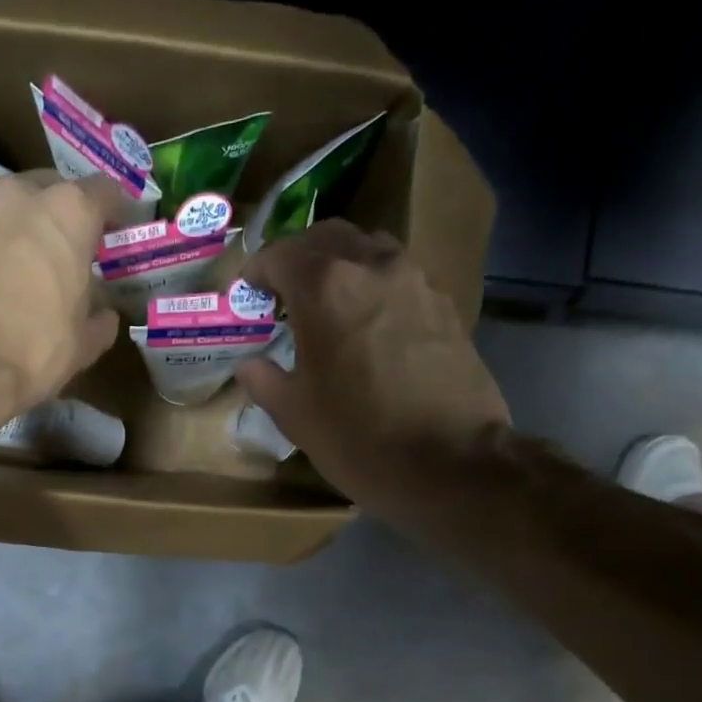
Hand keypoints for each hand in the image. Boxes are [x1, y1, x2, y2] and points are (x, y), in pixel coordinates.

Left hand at [0, 171, 123, 423]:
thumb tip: (103, 314)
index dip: (112, 211)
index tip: (112, 230)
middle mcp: (15, 195)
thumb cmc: (32, 352)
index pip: (103, 191)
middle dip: (52, 216)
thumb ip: (100, 318)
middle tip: (52, 252)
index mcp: (67, 214)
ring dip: (2, 231)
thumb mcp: (83, 345)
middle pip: (43, 190)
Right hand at [234, 220, 509, 520]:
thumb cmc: (359, 438)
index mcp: (325, 287)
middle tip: (283, 293)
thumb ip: (264, 379)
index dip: (256, 272)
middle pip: (327, 237)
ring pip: (369, 248)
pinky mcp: (445, 305)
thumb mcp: (294, 415)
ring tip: (328, 304)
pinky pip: (400, 277)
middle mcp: (372, 266)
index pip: (280, 254)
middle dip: (298, 258)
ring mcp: (416, 281)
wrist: (452, 464)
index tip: (248, 296)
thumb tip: (250, 364)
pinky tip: (369, 326)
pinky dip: (374, 286)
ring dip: (341, 265)